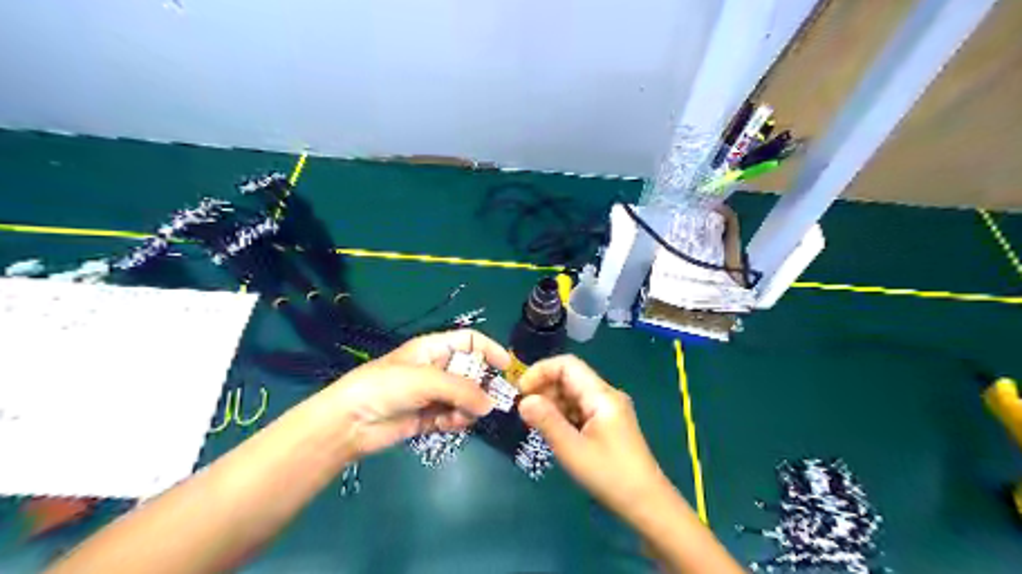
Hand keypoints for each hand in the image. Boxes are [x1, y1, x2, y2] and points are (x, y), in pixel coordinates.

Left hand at [323, 332, 509, 456]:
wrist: (350, 421)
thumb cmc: (386, 386)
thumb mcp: (426, 380)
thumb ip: (462, 390)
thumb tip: (490, 405)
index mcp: (434, 348)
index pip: (470, 341)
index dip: (490, 350)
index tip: (507, 368)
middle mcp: (436, 369)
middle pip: (472, 372)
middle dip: (482, 386)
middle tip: (489, 402)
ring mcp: (432, 394)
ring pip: (465, 398)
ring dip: (468, 407)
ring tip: (461, 416)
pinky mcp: (427, 418)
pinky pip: (453, 417)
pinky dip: (456, 421)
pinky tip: (450, 424)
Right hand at [520, 355, 671, 519]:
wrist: (646, 503)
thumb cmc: (609, 475)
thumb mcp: (573, 450)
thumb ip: (547, 422)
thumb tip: (524, 401)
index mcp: (601, 395)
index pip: (567, 365)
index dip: (541, 371)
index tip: (520, 391)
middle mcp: (606, 395)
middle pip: (570, 377)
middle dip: (544, 388)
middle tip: (524, 411)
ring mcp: (608, 409)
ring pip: (573, 393)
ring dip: (552, 403)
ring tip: (534, 423)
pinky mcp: (607, 423)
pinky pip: (579, 409)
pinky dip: (562, 415)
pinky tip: (552, 431)